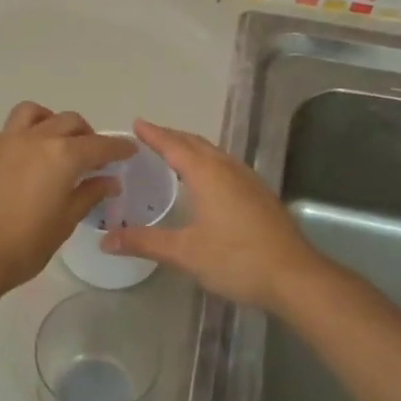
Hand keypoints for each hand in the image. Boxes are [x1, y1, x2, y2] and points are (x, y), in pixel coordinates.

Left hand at [0, 103, 136, 294]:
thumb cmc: (25, 245)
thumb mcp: (65, 222)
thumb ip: (88, 194)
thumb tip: (108, 180)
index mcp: (63, 156)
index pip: (99, 144)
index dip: (118, 147)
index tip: (129, 150)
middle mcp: (36, 138)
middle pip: (69, 122)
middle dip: (87, 135)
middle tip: (94, 156)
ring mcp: (7, 140)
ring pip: (36, 114)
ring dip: (53, 122)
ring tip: (58, 144)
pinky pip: (12, 129)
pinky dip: (28, 133)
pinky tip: (30, 159)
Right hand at [101, 119, 326, 312]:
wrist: (294, 277)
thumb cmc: (236, 259)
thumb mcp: (185, 252)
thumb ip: (144, 242)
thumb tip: (106, 240)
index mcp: (208, 175)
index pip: (174, 146)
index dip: (154, 135)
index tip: (137, 123)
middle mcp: (229, 170)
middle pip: (197, 144)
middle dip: (173, 137)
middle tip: (150, 136)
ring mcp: (249, 181)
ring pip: (215, 154)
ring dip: (193, 149)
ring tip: (174, 154)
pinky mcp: (260, 196)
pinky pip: (227, 167)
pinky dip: (208, 164)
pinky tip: (207, 181)